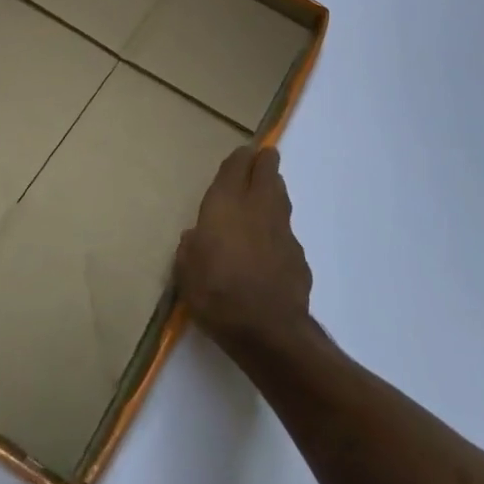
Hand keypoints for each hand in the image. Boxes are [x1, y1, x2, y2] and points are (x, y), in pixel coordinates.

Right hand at [175, 145, 312, 350]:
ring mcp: (282, 230)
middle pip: (267, 171)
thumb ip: (191, 247)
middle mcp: (257, 207)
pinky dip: (278, 230)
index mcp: (226, 203)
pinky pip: (286, 232)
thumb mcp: (185, 270)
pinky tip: (271, 244)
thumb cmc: (216, 292)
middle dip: (265, 162)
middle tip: (262, 158)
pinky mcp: (298, 255)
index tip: (242, 154)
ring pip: (281, 197)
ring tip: (268, 191)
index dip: (240, 158)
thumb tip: (196, 238)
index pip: (237, 166)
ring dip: (275, 190)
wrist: (267, 329)